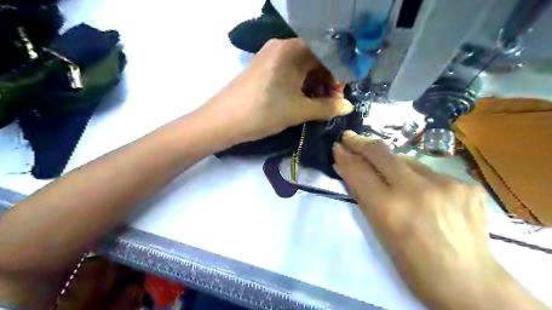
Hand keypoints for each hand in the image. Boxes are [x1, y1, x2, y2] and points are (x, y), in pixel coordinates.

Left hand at [202, 37, 352, 141]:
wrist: (223, 121)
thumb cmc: (263, 112)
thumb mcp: (299, 111)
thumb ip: (327, 108)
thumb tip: (349, 107)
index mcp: (292, 50)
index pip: (327, 54)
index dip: (339, 74)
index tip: (341, 94)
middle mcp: (282, 47)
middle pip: (315, 59)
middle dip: (327, 81)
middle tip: (331, 103)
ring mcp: (271, 57)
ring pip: (302, 67)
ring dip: (314, 85)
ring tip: (318, 105)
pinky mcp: (264, 69)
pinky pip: (289, 72)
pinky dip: (300, 85)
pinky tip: (303, 100)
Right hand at [332, 131, 508, 306]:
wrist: (469, 282)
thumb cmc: (413, 264)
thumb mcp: (379, 231)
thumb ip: (363, 196)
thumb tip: (347, 169)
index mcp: (390, 209)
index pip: (359, 171)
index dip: (345, 156)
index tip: (338, 147)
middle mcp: (417, 190)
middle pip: (381, 152)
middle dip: (361, 142)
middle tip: (350, 137)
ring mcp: (446, 183)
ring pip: (406, 160)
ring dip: (391, 164)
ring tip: (391, 177)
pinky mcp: (466, 184)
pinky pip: (431, 173)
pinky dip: (419, 178)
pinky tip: (425, 194)